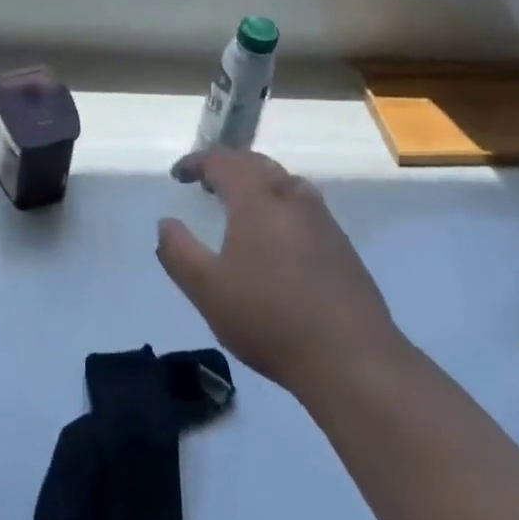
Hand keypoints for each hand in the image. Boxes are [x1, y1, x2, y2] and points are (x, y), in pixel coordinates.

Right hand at [158, 149, 403, 396]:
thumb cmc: (270, 318)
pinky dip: (281, 207)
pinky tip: (278, 240)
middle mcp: (290, 195)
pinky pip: (303, 207)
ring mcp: (322, 219)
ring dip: (258, 184)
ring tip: (242, 207)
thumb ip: (178, 252)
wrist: (352, 359)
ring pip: (284, 183)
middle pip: (256, 164)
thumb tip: (165, 223)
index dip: (197, 162)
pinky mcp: (342, 245)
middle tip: (208, 184)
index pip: (222, 161)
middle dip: (228, 167)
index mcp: (256, 197)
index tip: (179, 175)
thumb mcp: (207, 290)